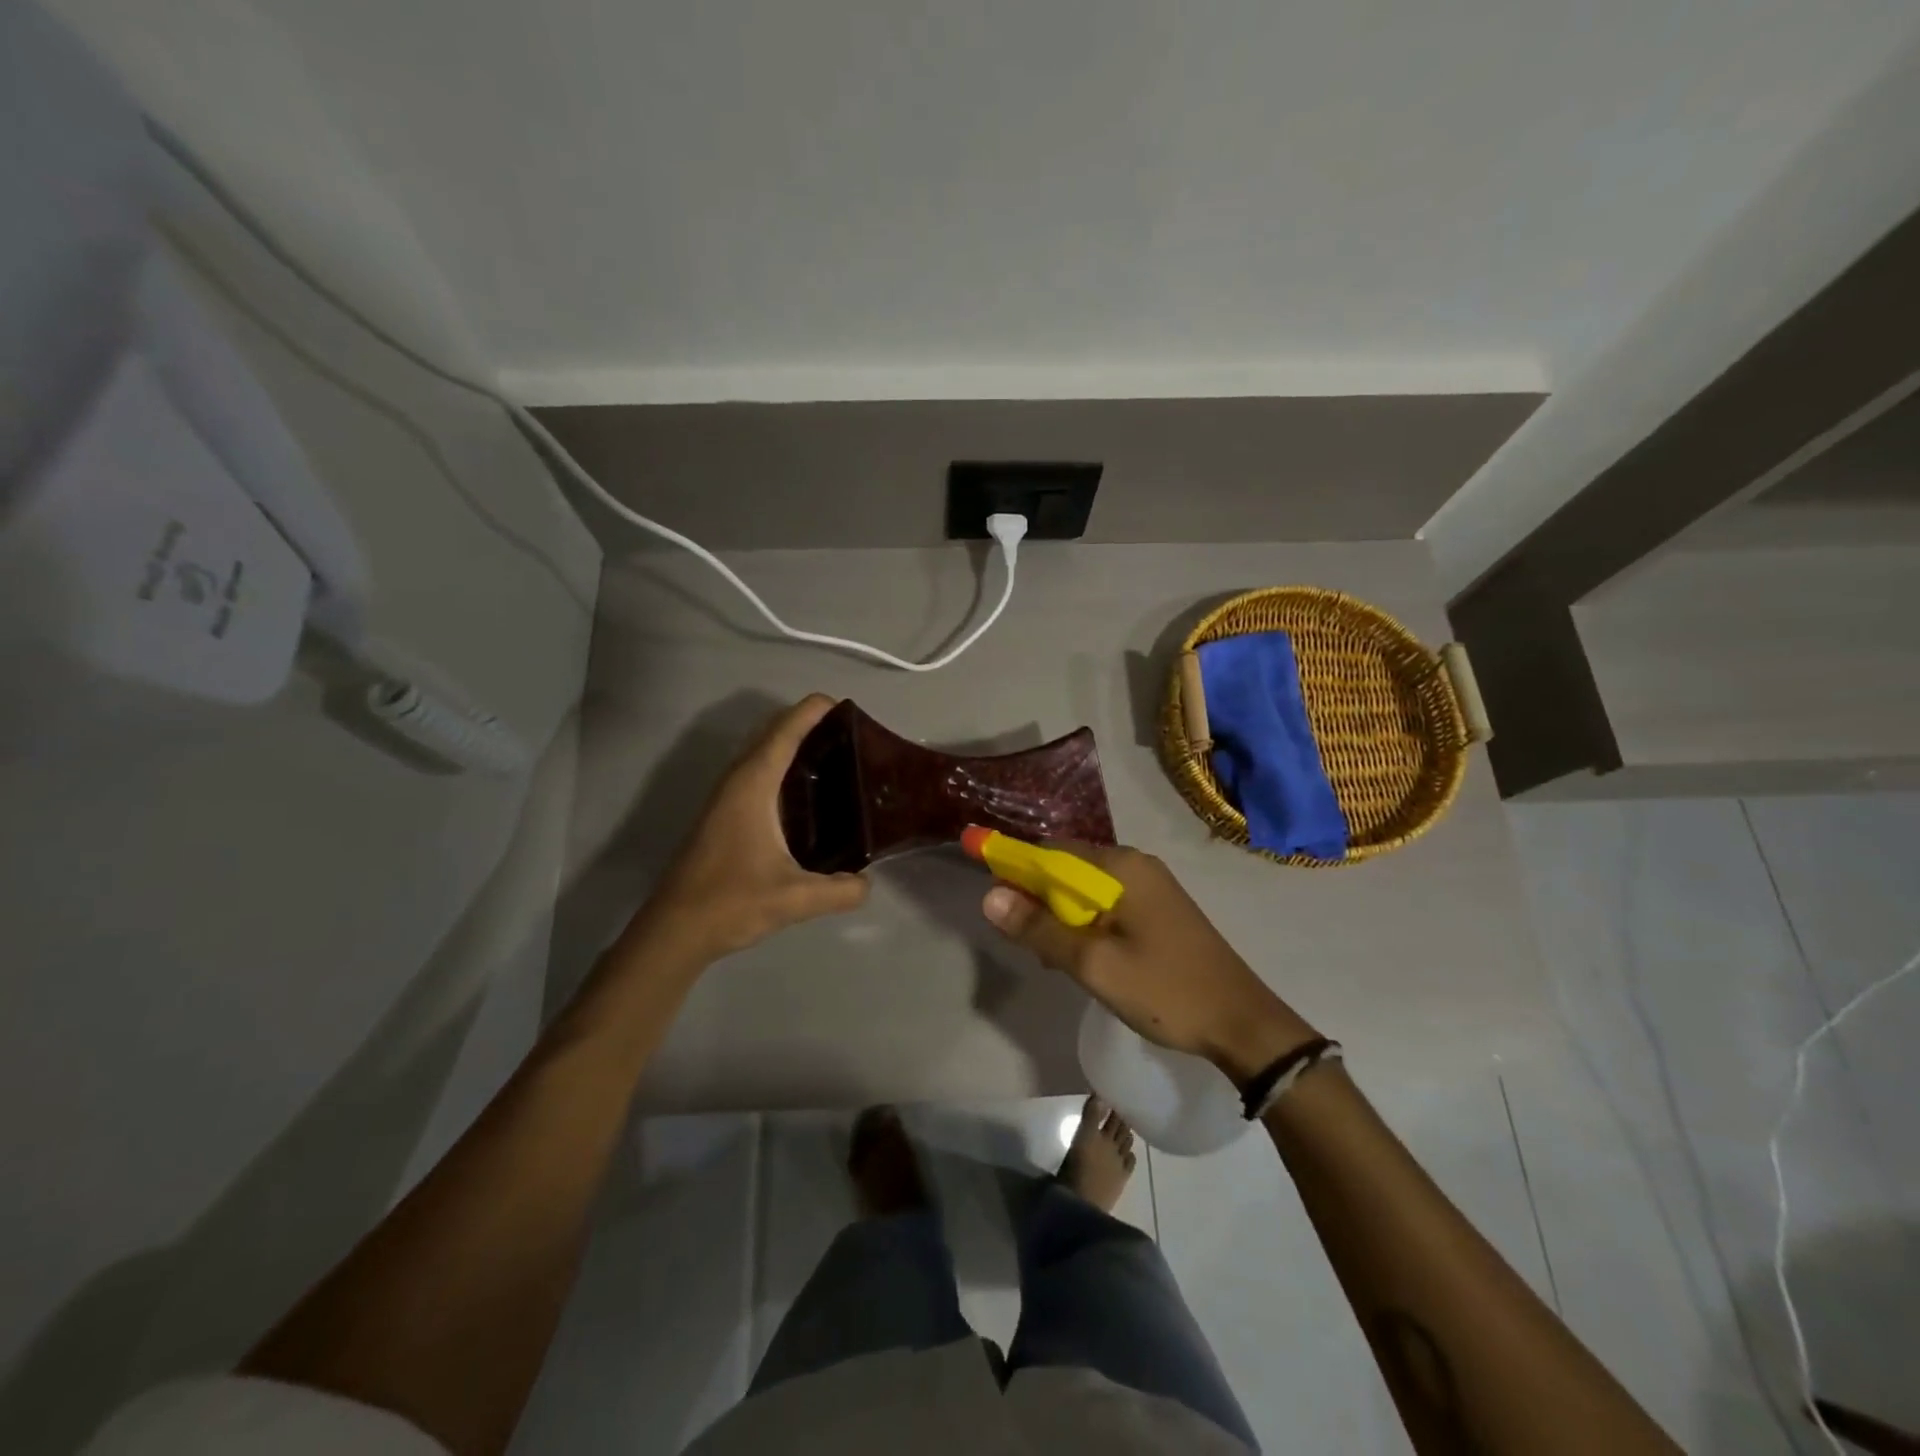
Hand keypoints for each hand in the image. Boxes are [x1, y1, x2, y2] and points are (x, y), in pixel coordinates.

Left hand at [641, 695, 868, 959]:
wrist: (675, 929)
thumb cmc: (731, 902)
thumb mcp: (796, 898)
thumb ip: (840, 890)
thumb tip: (867, 883)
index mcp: (753, 785)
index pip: (785, 731)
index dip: (813, 711)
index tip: (845, 705)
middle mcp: (737, 781)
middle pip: (771, 733)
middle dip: (806, 723)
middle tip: (849, 735)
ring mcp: (726, 797)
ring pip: (760, 752)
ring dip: (791, 743)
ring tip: (833, 756)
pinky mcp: (722, 815)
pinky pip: (755, 772)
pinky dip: (780, 765)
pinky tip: (804, 794)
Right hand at [980, 843, 1318, 1083]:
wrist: (1242, 1024)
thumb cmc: (1166, 990)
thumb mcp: (1094, 965)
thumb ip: (1040, 929)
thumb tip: (990, 896)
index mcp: (1121, 867)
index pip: (1052, 850)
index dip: (1015, 866)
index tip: (991, 892)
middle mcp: (1136, 865)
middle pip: (1068, 867)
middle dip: (1039, 897)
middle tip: (1026, 940)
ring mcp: (1151, 887)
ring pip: (1087, 889)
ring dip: (1062, 915)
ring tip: (1053, 957)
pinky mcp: (1159, 910)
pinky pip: (1108, 905)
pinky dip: (1086, 924)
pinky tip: (1082, 957)